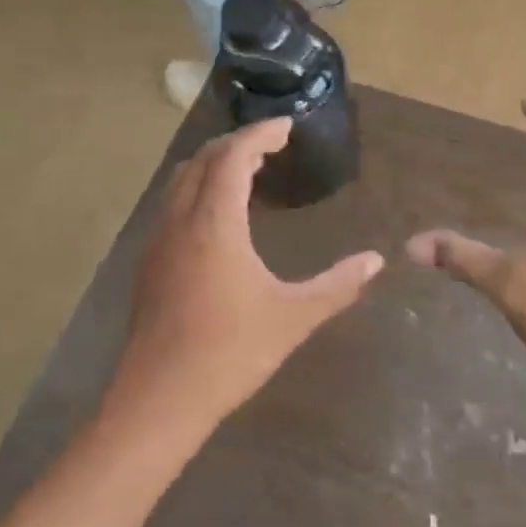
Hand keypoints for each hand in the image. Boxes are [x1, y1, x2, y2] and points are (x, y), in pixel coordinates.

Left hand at [104, 119, 385, 437]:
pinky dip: (198, 189)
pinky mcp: (149, 263)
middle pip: (203, 159)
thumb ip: (337, 285)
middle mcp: (181, 221)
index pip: (232, 156)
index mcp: (215, 223)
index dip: (260, 134)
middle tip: (272, 146)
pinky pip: (173, 204)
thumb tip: (376, 260)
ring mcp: (158, 241)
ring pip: (182, 181)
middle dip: (237, 143)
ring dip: (214, 164)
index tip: (287, 127)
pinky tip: (219, 217)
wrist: (159, 400)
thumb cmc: (230, 353)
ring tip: (248, 171)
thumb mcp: (293, 317)